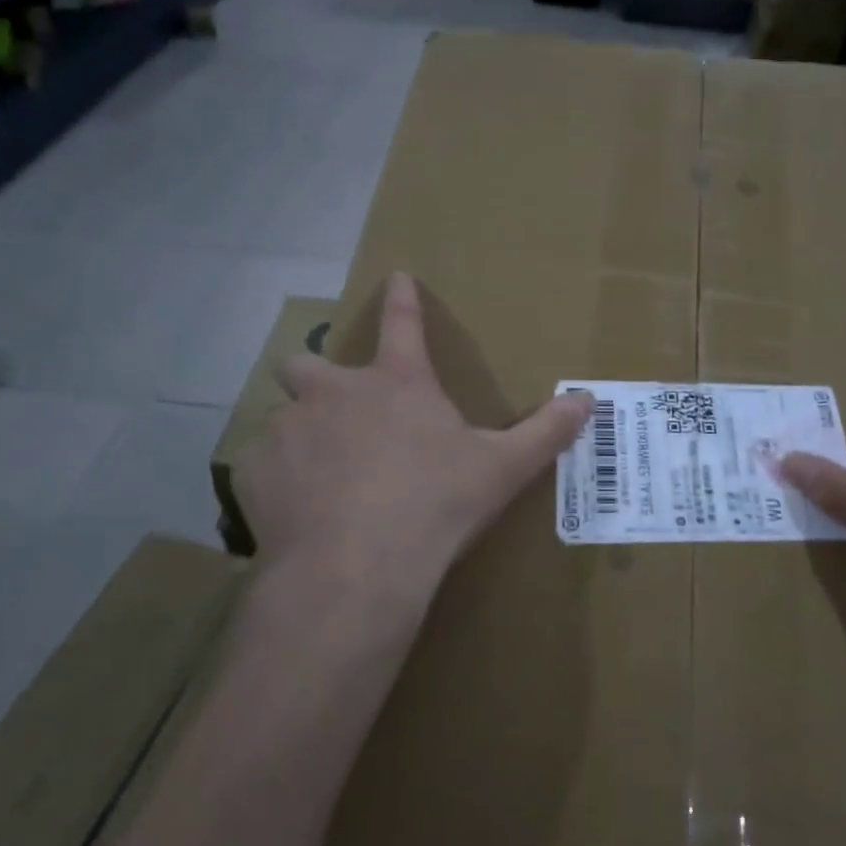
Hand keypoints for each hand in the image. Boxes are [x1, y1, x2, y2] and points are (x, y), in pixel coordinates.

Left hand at [234, 273, 591, 626]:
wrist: (357, 568)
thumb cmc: (436, 506)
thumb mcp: (501, 469)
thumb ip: (545, 432)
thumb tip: (589, 400)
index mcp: (396, 384)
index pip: (402, 323)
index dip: (402, 298)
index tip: (396, 277)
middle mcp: (335, 393)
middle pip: (308, 363)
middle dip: (317, 378)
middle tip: (337, 411)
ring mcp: (290, 429)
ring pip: (283, 417)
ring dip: (300, 435)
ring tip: (319, 474)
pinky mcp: (257, 472)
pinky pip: (261, 464)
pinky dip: (277, 479)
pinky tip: (296, 509)